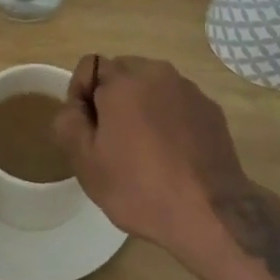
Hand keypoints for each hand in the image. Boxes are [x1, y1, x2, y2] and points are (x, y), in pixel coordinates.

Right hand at [54, 55, 248, 261]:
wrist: (211, 213)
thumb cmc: (140, 187)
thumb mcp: (86, 163)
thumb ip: (69, 123)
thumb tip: (74, 106)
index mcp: (123, 81)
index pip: (88, 65)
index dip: (80, 94)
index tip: (87, 128)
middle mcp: (157, 73)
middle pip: (122, 72)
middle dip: (112, 97)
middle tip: (113, 139)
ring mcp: (188, 89)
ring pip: (153, 86)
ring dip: (143, 106)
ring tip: (146, 148)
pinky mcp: (211, 109)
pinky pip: (178, 103)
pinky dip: (170, 118)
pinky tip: (174, 153)